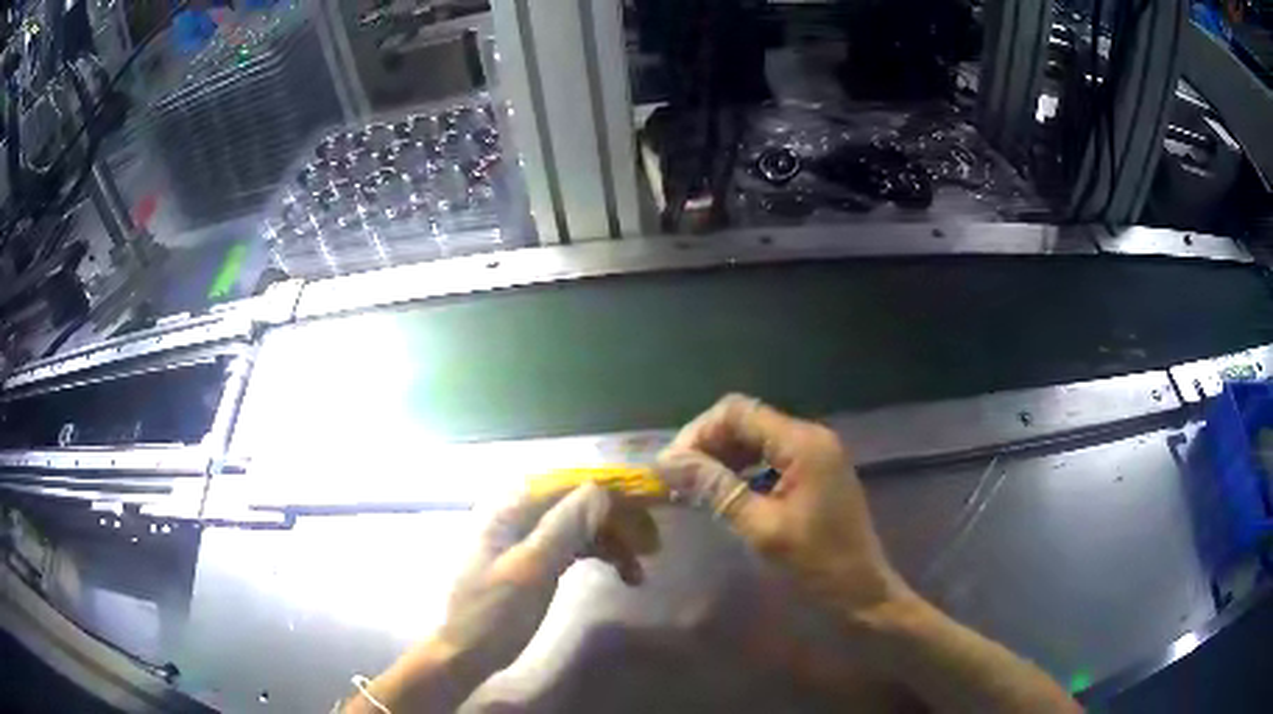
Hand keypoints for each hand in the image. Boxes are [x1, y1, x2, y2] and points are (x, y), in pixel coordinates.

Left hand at [438, 482, 656, 682]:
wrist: (467, 652)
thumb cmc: (495, 612)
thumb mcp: (532, 570)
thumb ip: (564, 526)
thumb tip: (602, 489)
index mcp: (512, 508)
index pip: (571, 483)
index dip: (612, 491)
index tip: (651, 505)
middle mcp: (520, 514)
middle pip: (579, 504)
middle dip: (618, 521)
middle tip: (653, 547)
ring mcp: (527, 538)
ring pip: (581, 527)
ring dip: (613, 543)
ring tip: (640, 573)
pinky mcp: (534, 560)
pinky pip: (574, 547)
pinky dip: (600, 556)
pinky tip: (622, 574)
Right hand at [656, 394, 909, 623]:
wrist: (862, 588)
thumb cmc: (817, 562)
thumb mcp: (762, 528)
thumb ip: (716, 489)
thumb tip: (669, 463)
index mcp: (802, 443)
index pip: (738, 412)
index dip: (699, 432)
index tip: (673, 467)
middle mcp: (810, 436)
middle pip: (746, 420)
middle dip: (708, 444)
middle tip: (679, 480)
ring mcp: (816, 451)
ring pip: (756, 437)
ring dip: (723, 456)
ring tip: (695, 487)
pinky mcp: (815, 468)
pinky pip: (771, 455)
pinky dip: (744, 468)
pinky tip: (725, 491)